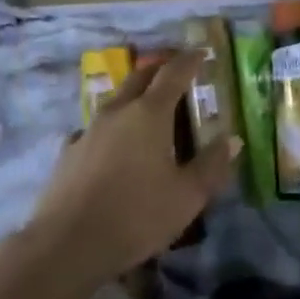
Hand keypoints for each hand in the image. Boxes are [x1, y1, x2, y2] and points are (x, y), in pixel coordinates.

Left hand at [30, 51, 239, 287]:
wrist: (67, 245)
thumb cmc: (136, 216)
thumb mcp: (187, 196)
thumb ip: (211, 165)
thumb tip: (232, 139)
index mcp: (149, 114)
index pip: (173, 73)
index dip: (190, 61)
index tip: (201, 53)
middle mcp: (117, 112)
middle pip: (140, 77)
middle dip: (160, 69)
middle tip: (176, 72)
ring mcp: (88, 130)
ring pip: (115, 100)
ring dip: (134, 96)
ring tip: (147, 109)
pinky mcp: (68, 153)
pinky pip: (95, 128)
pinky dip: (111, 127)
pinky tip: (112, 145)